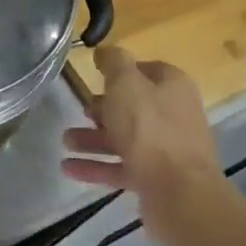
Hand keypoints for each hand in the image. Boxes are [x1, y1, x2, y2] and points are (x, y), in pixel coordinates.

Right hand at [61, 45, 221, 217]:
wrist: (179, 193)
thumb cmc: (150, 129)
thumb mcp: (126, 84)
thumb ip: (113, 63)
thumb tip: (105, 51)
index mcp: (172, 87)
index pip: (146, 70)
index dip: (121, 71)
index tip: (95, 75)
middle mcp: (173, 116)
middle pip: (134, 106)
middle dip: (103, 108)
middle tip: (80, 110)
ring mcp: (166, 150)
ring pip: (124, 138)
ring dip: (93, 138)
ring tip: (65, 141)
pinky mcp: (156, 179)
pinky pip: (121, 167)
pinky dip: (96, 166)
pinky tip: (68, 168)